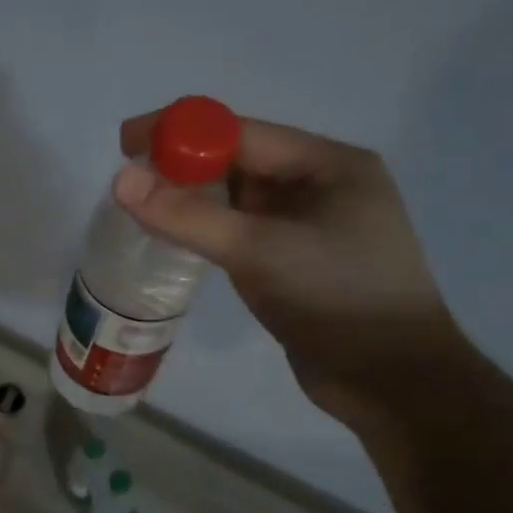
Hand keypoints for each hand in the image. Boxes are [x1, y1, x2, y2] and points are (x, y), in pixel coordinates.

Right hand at [115, 107, 466, 430]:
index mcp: (327, 164)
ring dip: (191, 199)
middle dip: (181, 166)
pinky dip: (207, 229)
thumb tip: (121, 180)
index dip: (179, 132)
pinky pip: (241, 231)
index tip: (125, 142)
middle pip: (237, 161)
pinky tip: (176, 238)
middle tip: (127, 180)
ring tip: (140, 208)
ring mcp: (309, 226)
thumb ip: (188, 215)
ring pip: (237, 199)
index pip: (240, 133)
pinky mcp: (295, 262)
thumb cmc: (334, 297)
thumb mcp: (259, 250)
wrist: (390, 379)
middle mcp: (320, 186)